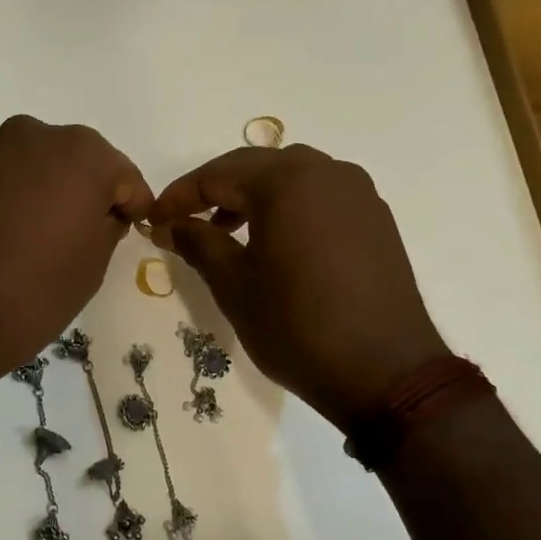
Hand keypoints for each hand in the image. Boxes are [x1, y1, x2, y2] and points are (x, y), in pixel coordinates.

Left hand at [0, 116, 151, 405]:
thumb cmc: (31, 294)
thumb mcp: (91, 267)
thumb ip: (106, 227)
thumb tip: (100, 214)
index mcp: (81, 152)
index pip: (123, 176)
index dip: (130, 205)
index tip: (129, 230)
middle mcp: (32, 134)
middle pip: (74, 162)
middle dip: (83, 192)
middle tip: (82, 234)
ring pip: (31, 168)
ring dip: (41, 193)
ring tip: (35, 239)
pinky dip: (5, 200)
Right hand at [149, 145, 448, 429]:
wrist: (386, 373)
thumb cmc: (297, 327)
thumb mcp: (234, 286)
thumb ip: (198, 243)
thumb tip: (169, 225)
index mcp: (287, 182)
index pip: (217, 175)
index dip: (179, 196)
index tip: (154, 220)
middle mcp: (326, 172)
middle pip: (254, 166)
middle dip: (214, 190)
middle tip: (184, 220)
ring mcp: (357, 192)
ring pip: (290, 176)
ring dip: (252, 194)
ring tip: (226, 229)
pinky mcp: (375, 217)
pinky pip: (319, 194)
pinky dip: (288, 205)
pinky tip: (274, 240)